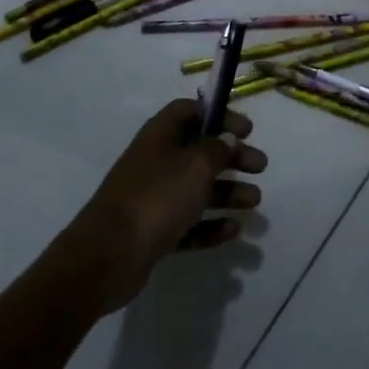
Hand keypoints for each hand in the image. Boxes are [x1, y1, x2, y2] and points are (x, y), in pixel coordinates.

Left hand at [60, 99, 267, 313]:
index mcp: (161, 136)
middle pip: (199, 151)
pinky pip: (188, 223)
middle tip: (260, 167)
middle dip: (232, 157)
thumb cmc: (157, 198)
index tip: (246, 130)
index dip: (219, 115)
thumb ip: (217, 149)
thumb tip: (226, 139)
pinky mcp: (152, 232)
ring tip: (254, 202)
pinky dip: (210, 225)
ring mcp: (152, 198)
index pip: (191, 112)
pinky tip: (233, 230)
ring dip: (227, 192)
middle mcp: (156, 162)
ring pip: (196, 189)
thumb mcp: (196, 166)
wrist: (107, 257)